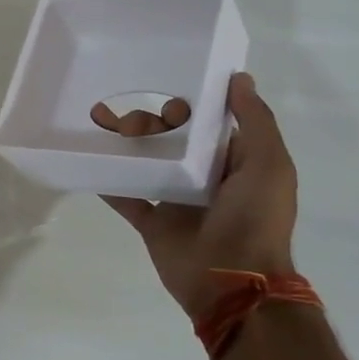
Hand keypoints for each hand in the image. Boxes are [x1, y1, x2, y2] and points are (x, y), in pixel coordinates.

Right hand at [90, 73, 298, 320]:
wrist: (231, 281)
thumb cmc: (255, 218)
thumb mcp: (269, 164)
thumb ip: (256, 122)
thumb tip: (240, 78)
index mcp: (235, 162)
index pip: (211, 123)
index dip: (191, 101)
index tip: (167, 78)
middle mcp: (205, 178)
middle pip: (173, 140)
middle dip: (151, 122)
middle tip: (129, 109)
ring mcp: (176, 201)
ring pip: (147, 164)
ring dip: (127, 145)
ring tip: (105, 125)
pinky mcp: (152, 222)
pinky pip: (126, 196)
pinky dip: (108, 180)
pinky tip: (89, 158)